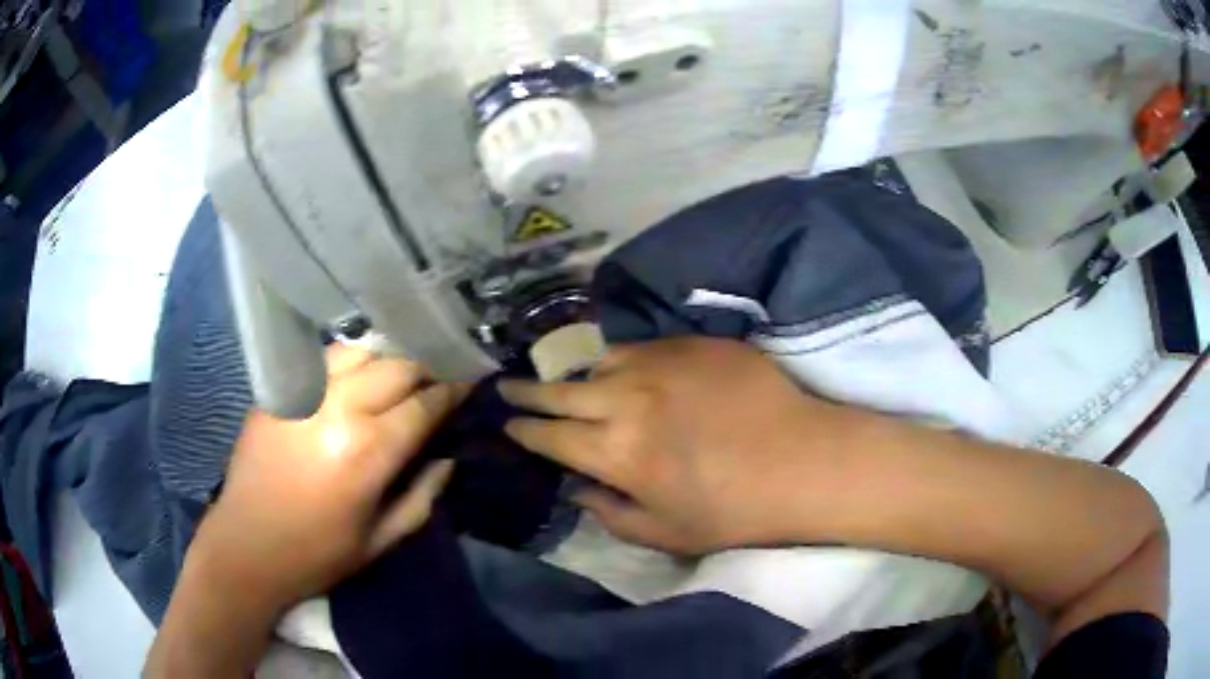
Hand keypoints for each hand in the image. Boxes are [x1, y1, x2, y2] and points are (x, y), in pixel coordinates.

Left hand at [191, 344, 467, 613]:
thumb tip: (447, 459)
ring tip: (401, 369)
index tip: (471, 380)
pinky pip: (323, 359)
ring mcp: (303, 392)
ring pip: (360, 350)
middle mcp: (338, 408)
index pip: (424, 404)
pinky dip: (351, 359)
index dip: (453, 390)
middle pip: (396, 365)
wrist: (246, 545)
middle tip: (439, 375)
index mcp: (368, 451)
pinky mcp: (279, 390)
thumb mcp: (381, 541)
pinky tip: (359, 371)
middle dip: (426, 367)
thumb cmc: (318, 553)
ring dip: (388, 357)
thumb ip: (422, 497)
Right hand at [500, 337, 859, 554]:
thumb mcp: (665, 533)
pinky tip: (633, 373)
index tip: (508, 424)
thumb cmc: (735, 509)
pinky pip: (643, 347)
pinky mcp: (692, 342)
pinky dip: (626, 362)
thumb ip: (609, 513)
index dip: (523, 430)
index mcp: (616, 452)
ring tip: (580, 384)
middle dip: (527, 392)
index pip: (549, 436)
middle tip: (507, 387)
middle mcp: (627, 399)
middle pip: (560, 390)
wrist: (804, 461)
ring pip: (600, 361)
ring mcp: (661, 363)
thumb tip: (577, 489)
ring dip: (581, 375)